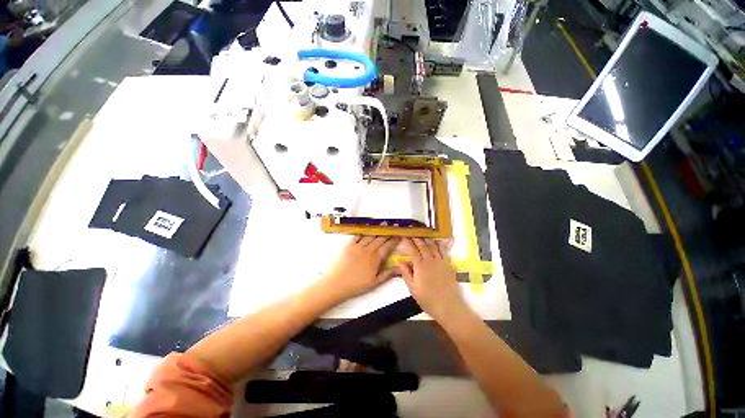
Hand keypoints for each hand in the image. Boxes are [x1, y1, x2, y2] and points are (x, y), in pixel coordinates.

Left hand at [322, 236, 399, 301]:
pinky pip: (358, 235)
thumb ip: (387, 274)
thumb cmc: (356, 285)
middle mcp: (368, 250)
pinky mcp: (348, 245)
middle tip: (392, 230)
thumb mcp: (374, 283)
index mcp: (375, 259)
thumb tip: (399, 268)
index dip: (394, 241)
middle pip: (380, 239)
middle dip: (387, 234)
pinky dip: (364, 232)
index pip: (387, 246)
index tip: (399, 236)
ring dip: (377, 231)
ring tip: (382, 227)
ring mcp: (357, 246)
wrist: (336, 283)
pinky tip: (367, 230)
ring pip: (370, 235)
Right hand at [398, 238, 466, 321]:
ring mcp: (440, 262)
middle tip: (414, 232)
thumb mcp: (412, 288)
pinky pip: (444, 251)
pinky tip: (438, 241)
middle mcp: (430, 260)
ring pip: (434, 246)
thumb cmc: (427, 299)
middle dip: (418, 238)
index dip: (408, 242)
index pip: (413, 250)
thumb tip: (399, 261)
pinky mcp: (448, 265)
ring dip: (428, 239)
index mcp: (420, 266)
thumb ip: (406, 273)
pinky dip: (440, 245)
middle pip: (423, 246)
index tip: (405, 236)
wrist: (448, 306)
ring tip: (424, 234)